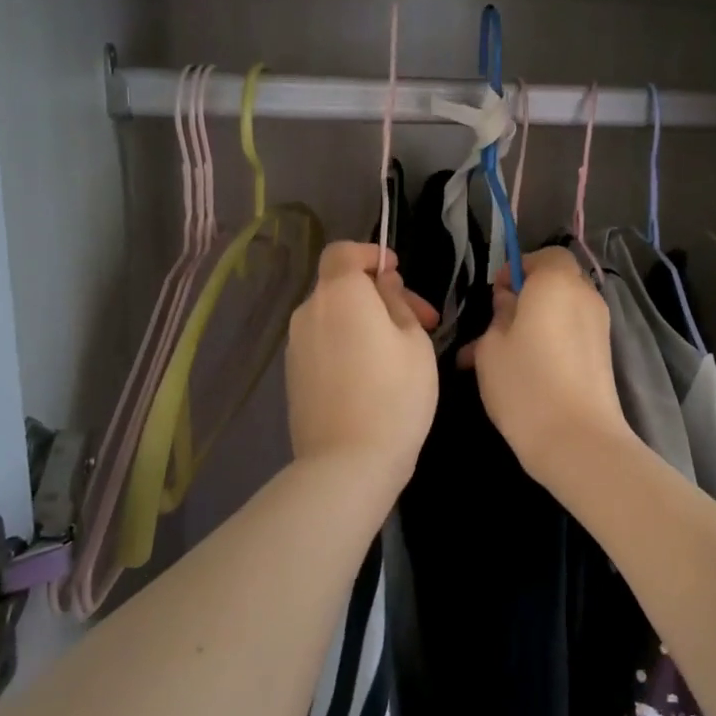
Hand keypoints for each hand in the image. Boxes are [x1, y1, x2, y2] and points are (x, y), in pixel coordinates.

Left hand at [286, 241, 438, 490]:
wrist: (347, 463)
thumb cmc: (395, 394)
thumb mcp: (414, 341)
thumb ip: (397, 302)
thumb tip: (383, 284)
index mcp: (340, 294)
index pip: (343, 252)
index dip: (370, 254)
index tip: (397, 273)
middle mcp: (309, 312)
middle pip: (341, 286)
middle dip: (379, 294)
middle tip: (421, 321)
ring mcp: (296, 346)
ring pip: (333, 317)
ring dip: (364, 321)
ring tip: (399, 352)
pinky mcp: (293, 376)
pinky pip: (323, 344)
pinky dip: (346, 344)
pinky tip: (372, 375)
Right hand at [460, 246, 634, 485]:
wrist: (578, 440)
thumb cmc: (525, 383)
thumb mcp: (491, 346)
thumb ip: (498, 314)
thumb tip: (509, 301)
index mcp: (557, 282)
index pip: (545, 255)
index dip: (519, 269)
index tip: (496, 296)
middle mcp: (585, 297)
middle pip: (556, 283)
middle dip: (526, 297)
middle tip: (497, 326)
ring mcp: (599, 328)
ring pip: (562, 312)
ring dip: (536, 323)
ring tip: (502, 355)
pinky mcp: (603, 356)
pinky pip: (572, 335)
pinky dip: (551, 341)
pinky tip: (524, 371)